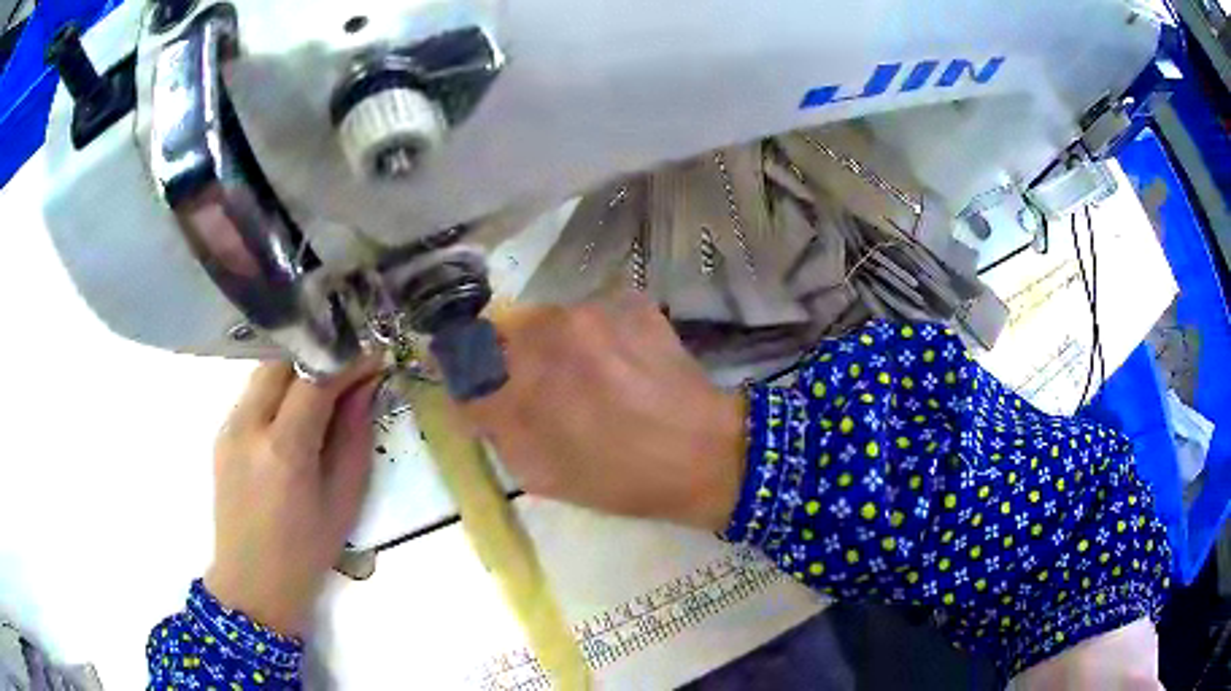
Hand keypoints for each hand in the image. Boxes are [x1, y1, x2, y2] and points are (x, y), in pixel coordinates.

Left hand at [205, 358, 381, 636]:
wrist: (253, 580)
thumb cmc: (306, 550)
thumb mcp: (343, 499)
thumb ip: (354, 436)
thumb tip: (365, 386)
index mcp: (284, 450)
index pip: (315, 378)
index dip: (346, 361)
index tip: (373, 357)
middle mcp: (249, 426)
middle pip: (284, 361)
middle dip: (319, 356)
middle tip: (349, 371)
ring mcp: (229, 427)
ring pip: (265, 372)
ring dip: (297, 370)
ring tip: (324, 390)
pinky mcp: (221, 433)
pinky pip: (253, 393)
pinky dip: (279, 389)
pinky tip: (295, 414)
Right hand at [463, 294, 746, 530]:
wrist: (706, 455)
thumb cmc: (621, 479)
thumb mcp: (542, 473)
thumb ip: (495, 428)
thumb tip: (469, 397)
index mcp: (522, 383)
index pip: (464, 359)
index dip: (462, 368)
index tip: (470, 380)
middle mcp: (550, 334)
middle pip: (506, 332)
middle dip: (512, 358)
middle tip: (543, 390)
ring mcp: (595, 311)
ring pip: (552, 321)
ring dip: (557, 346)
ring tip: (592, 380)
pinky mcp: (632, 302)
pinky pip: (594, 315)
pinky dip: (598, 337)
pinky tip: (623, 366)